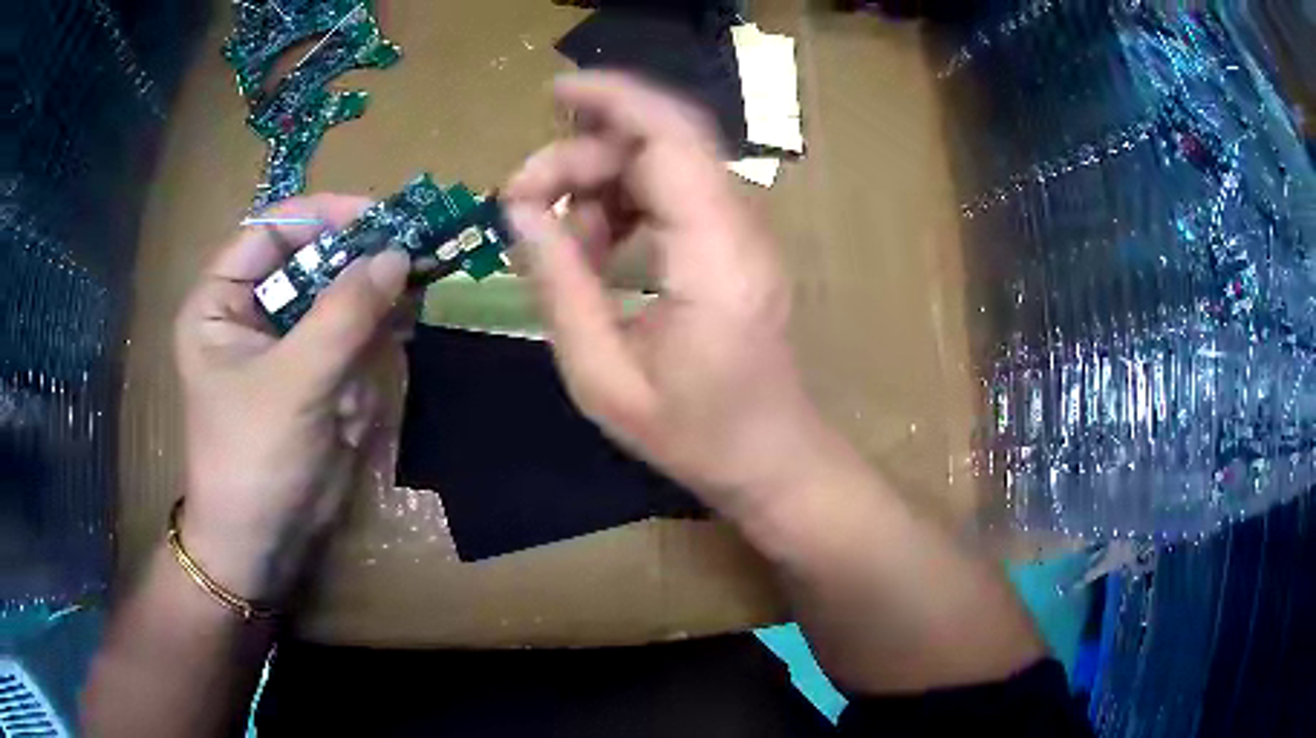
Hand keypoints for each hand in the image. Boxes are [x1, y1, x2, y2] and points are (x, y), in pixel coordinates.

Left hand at [173, 195, 409, 601]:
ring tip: (387, 337)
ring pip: (339, 301)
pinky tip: (366, 386)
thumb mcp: (293, 382)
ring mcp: (286, 343)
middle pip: (312, 261)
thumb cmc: (253, 458)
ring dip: (367, 320)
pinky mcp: (313, 374)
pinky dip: (368, 356)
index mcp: (221, 300)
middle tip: (412, 261)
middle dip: (357, 270)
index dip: (325, 215)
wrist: (262, 543)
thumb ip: (344, 314)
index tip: (382, 219)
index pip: (272, 230)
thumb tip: (398, 254)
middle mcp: (251, 311)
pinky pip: (350, 342)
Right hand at [504, 73, 829, 522]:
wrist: (771, 458)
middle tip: (523, 200)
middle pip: (662, 140)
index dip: (613, 100)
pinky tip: (595, 246)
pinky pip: (673, 191)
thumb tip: (520, 212)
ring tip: (559, 239)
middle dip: (585, 151)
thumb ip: (558, 286)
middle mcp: (740, 226)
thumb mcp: (602, 377)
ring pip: (665, 162)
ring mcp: (744, 231)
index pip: (669, 138)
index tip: (552, 95)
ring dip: (601, 181)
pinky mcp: (736, 241)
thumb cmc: (695, 434)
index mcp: (714, 256)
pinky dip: (624, 202)